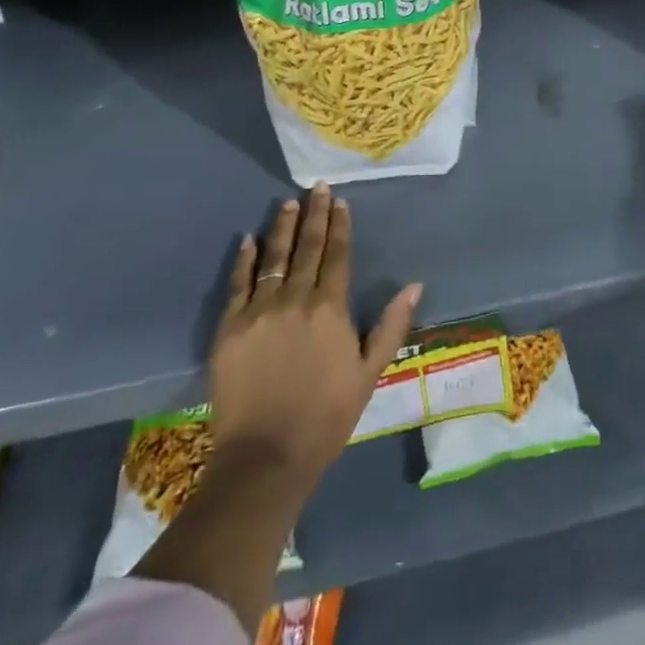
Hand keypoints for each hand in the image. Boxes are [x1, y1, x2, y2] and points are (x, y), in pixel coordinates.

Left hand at [210, 184, 421, 487]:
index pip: (337, 255)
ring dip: (283, 228)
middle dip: (314, 215)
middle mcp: (296, 299)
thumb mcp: (370, 372)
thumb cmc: (326, 416)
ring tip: (288, 203)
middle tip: (317, 187)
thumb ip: (391, 325)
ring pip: (274, 258)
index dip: (339, 226)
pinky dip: (244, 259)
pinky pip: (238, 283)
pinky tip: (249, 239)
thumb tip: (414, 284)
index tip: (340, 201)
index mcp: (330, 308)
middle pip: (307, 247)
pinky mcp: (230, 327)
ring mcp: (259, 311)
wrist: (266, 456)